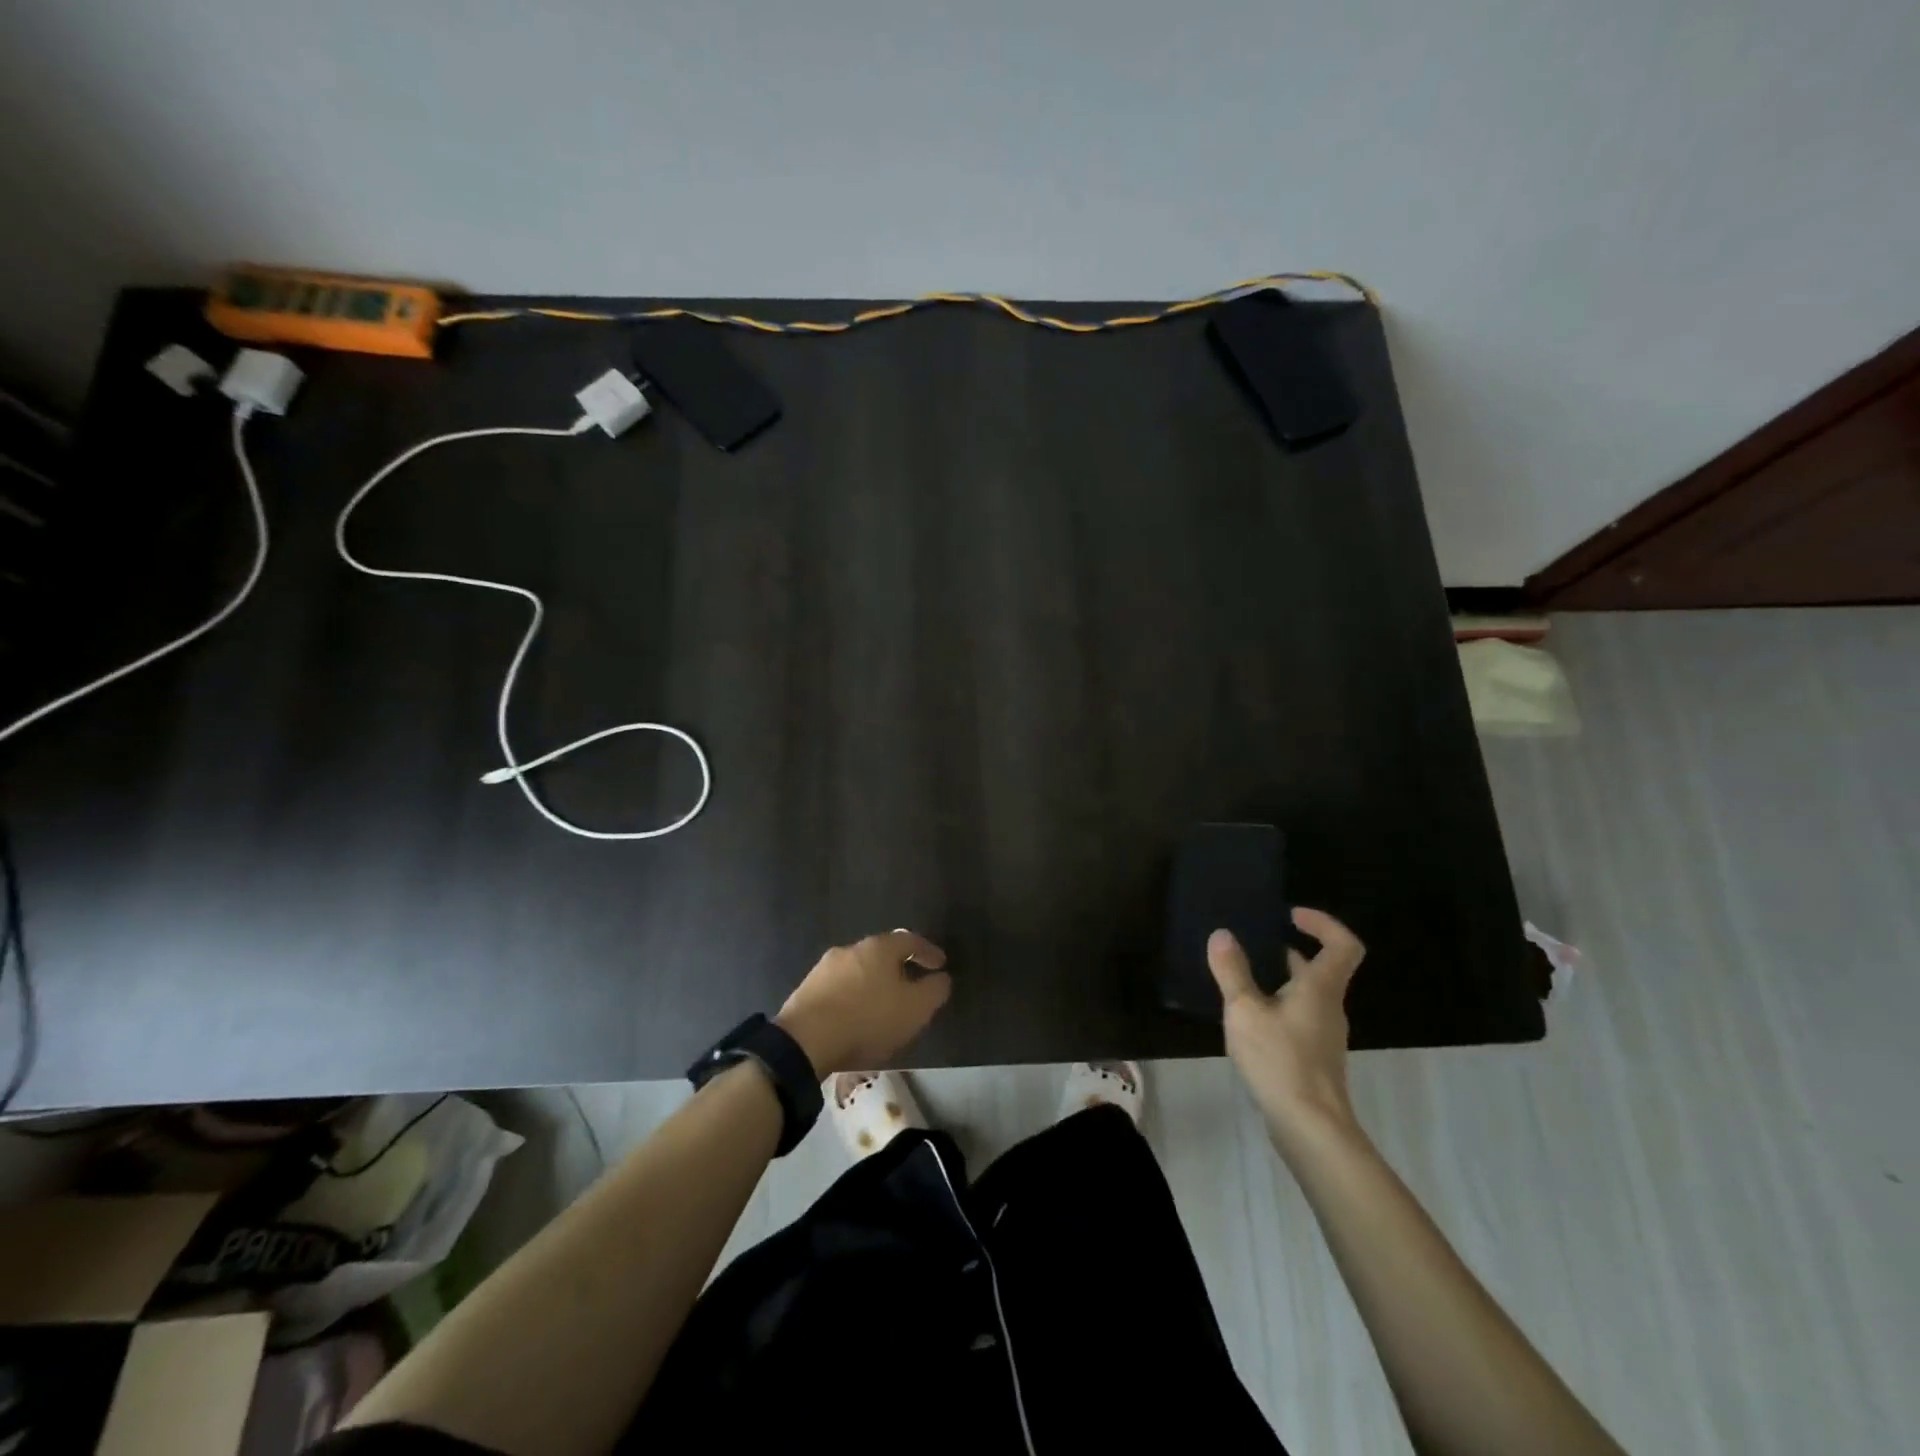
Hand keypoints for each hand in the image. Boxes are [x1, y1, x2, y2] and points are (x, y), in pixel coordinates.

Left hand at [776, 930, 950, 1076]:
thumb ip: (934, 990)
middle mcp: (851, 949)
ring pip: (858, 971)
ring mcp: (825, 968)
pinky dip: (853, 998)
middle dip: (899, 968)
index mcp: (879, 947)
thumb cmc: (868, 1019)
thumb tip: (941, 978)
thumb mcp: (915, 1009)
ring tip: (882, 1006)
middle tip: (912, 986)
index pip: (911, 940)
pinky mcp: (806, 990)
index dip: (928, 952)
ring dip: (873, 984)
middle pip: (882, 953)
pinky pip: (839, 989)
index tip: (941, 965)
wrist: (805, 1041)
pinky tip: (855, 1017)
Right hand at [1209, 907, 1365, 1146]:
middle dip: (1289, 951)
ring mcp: (1323, 1035)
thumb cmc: (1280, 1060)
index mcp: (1320, 988)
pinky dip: (1276, 1006)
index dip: (1323, 923)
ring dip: (1279, 980)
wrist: (1310, 1128)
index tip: (1290, 915)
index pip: (1343, 944)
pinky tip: (1247, 1019)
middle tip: (1253, 942)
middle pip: (1321, 969)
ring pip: (1306, 995)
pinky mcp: (1312, 1058)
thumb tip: (1222, 934)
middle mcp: (1328, 1007)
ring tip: (1241, 977)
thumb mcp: (1245, 1010)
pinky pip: (1298, 1018)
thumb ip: (1232, 971)